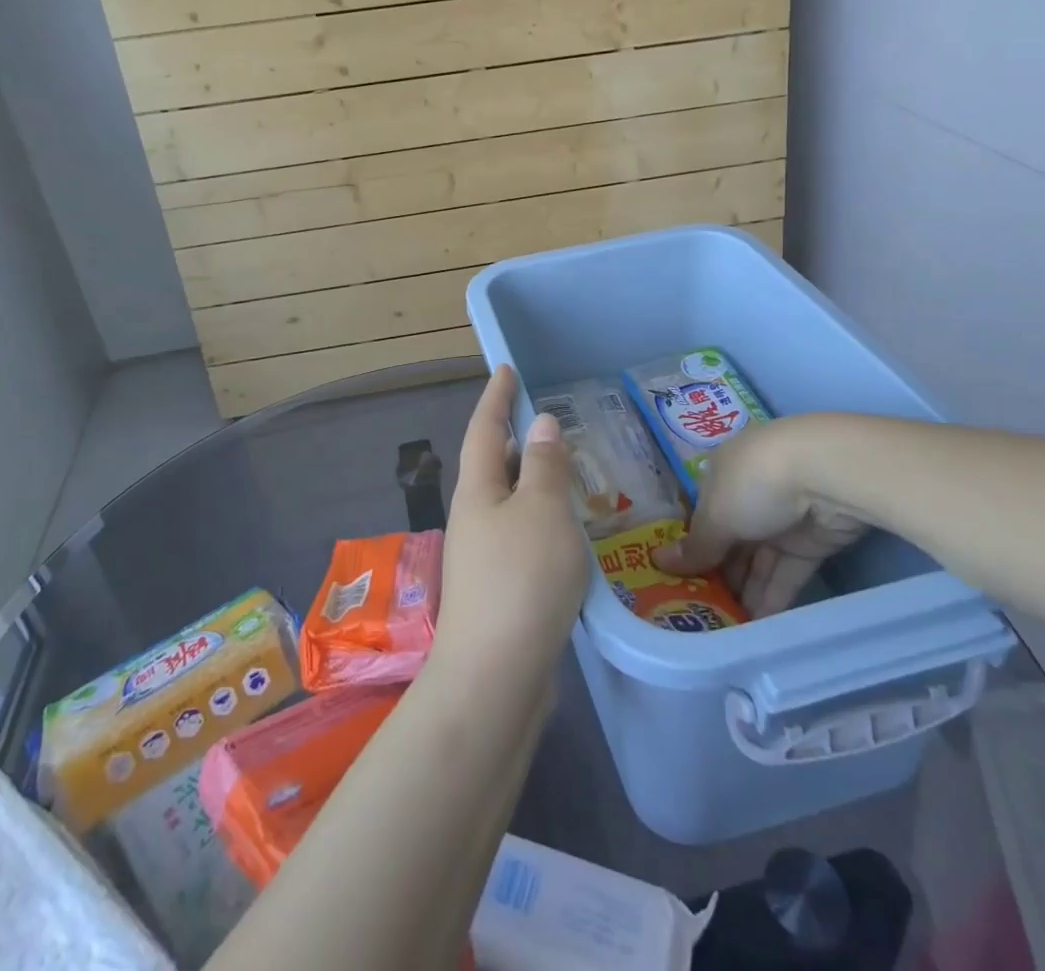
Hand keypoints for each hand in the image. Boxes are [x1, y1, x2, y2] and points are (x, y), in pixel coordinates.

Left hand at [431, 365, 586, 694]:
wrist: (496, 678)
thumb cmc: (522, 580)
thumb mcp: (542, 511)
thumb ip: (544, 465)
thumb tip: (540, 423)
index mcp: (478, 490)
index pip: (485, 427)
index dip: (497, 396)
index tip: (506, 368)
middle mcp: (474, 517)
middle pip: (494, 465)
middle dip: (517, 441)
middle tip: (553, 427)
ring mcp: (483, 556)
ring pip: (511, 504)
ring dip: (534, 485)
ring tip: (570, 476)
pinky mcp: (500, 589)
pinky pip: (522, 537)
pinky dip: (543, 523)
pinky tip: (569, 535)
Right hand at [654, 420, 868, 617]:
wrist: (827, 474)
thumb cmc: (755, 484)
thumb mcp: (716, 516)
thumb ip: (695, 546)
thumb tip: (658, 562)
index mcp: (720, 476)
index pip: (702, 517)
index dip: (694, 549)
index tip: (682, 584)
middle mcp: (749, 495)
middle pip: (731, 541)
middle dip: (719, 576)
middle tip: (704, 615)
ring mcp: (782, 518)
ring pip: (759, 561)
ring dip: (746, 592)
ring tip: (728, 631)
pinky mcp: (812, 542)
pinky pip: (787, 572)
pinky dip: (774, 596)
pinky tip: (759, 627)